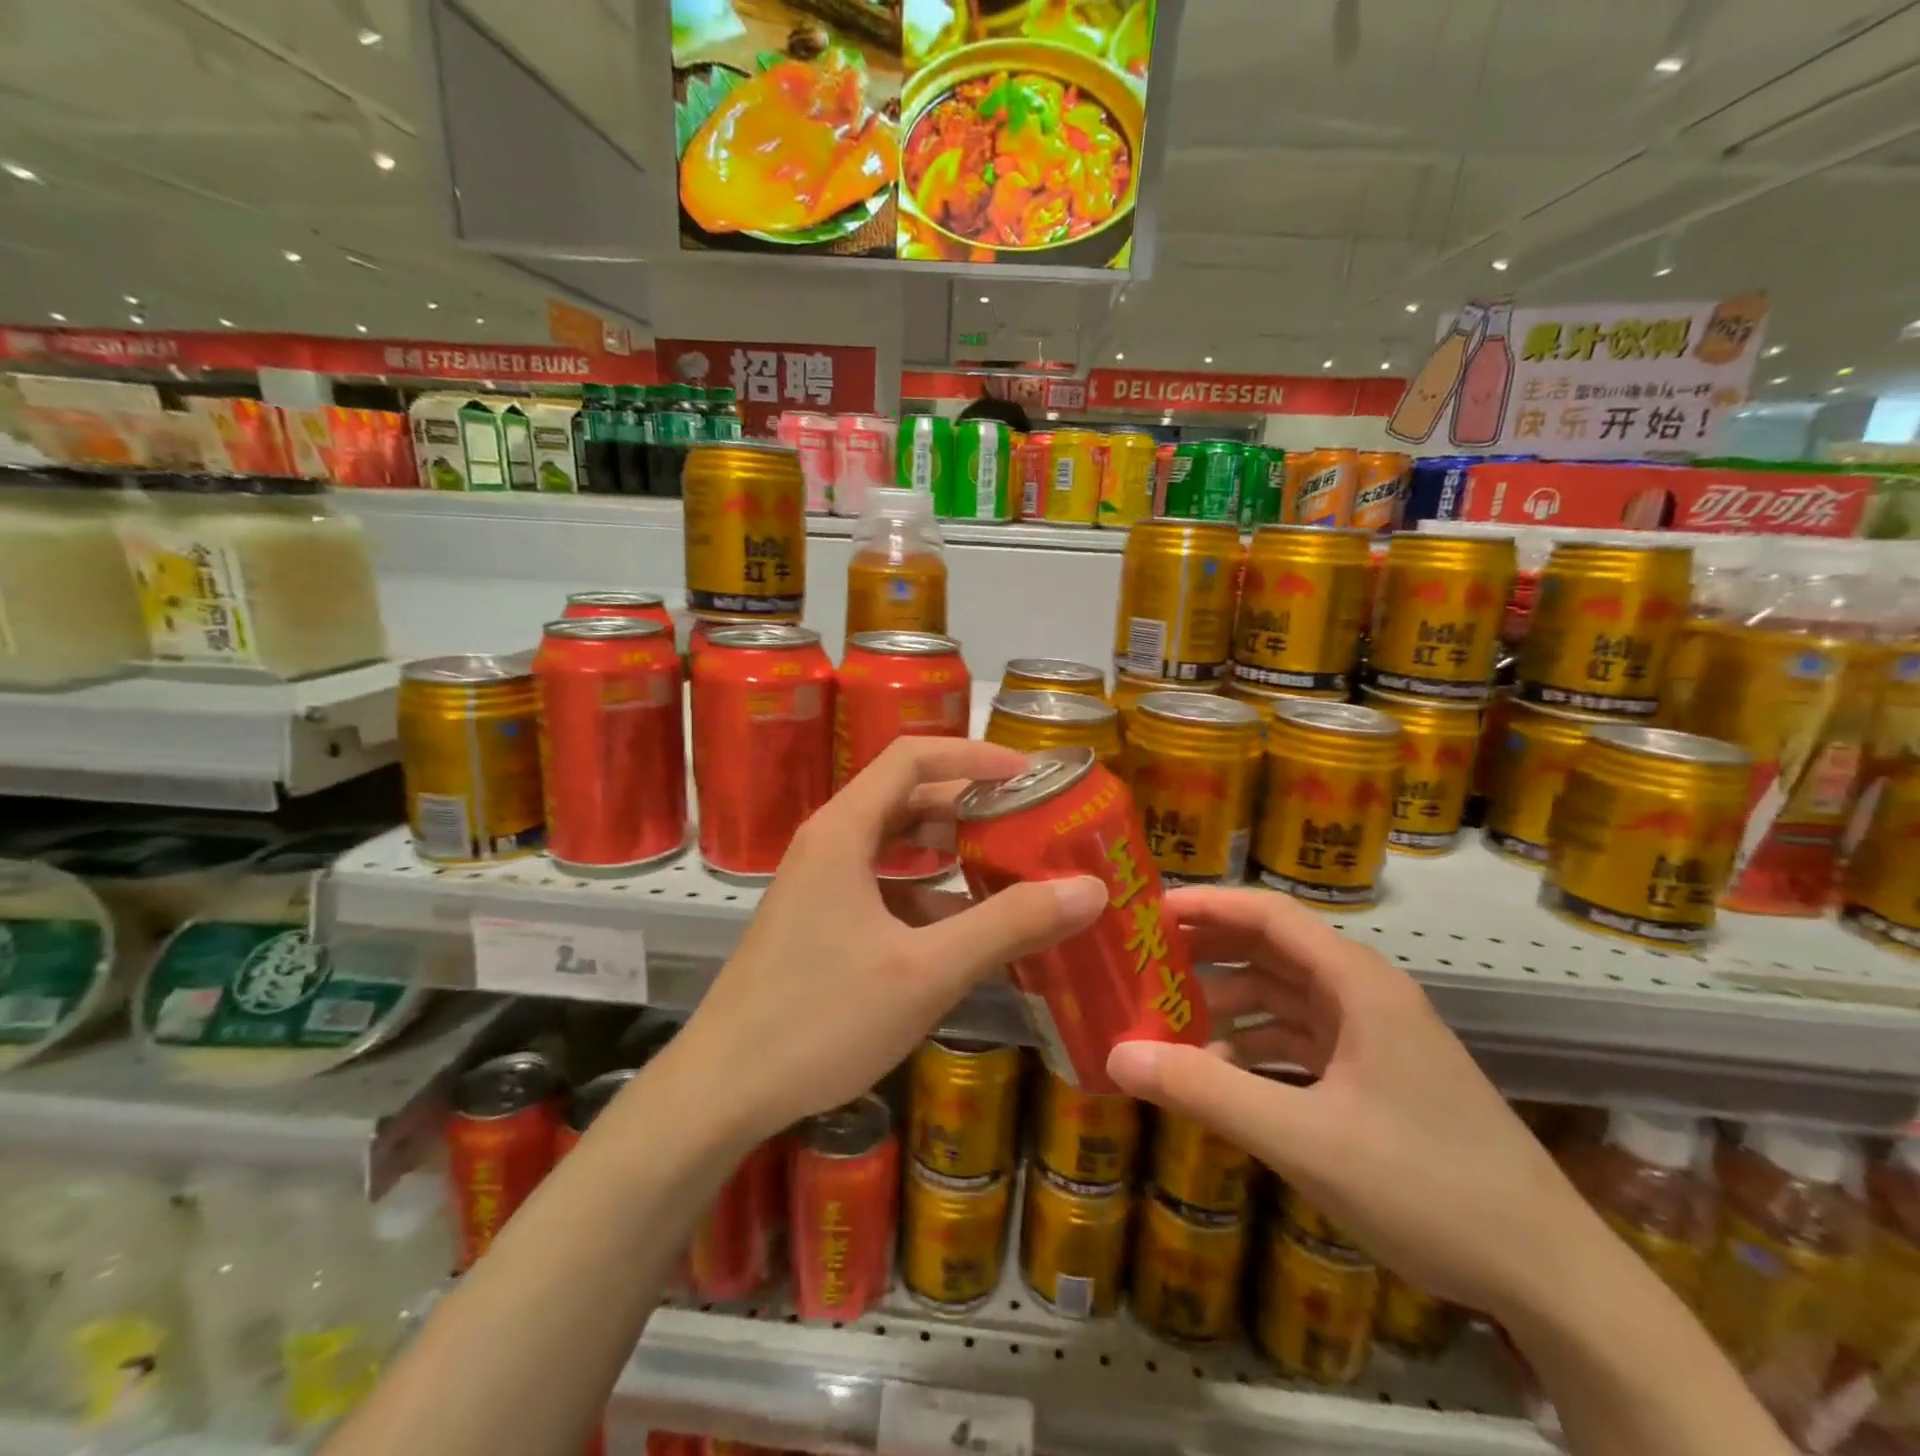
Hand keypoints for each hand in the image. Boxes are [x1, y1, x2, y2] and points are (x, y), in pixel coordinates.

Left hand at [674, 737, 1107, 1145]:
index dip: (973, 756)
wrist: (722, 1090)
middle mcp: (829, 843)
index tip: (1029, 775)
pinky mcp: (819, 921)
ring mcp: (820, 884)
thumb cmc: (821, 1019)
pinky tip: (963, 928)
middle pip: (905, 797)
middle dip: (969, 804)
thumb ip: (1007, 925)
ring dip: (949, 850)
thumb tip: (1089, 889)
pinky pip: (882, 886)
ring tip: (1007, 867)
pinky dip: (926, 892)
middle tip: (1028, 822)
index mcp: (844, 831)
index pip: (912, 758)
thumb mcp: (926, 971)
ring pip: (894, 844)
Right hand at [1106, 886, 1595, 1321]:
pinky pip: (1299, 1041)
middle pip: (1272, 950)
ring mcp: (1372, 1037)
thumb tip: (1118, 1057)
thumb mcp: (1305, 1140)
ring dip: (1226, 1005)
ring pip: (1282, 998)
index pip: (1270, 915)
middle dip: (1207, 953)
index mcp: (1357, 984)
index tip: (1148, 912)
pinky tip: (1217, 1075)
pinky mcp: (1375, 1076)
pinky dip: (1254, 1048)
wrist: (1550, 1277)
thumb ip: (1208, 1094)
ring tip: (1164, 1019)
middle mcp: (1364, 996)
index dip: (1207, 904)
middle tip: (1142, 962)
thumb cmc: (1428, 1186)